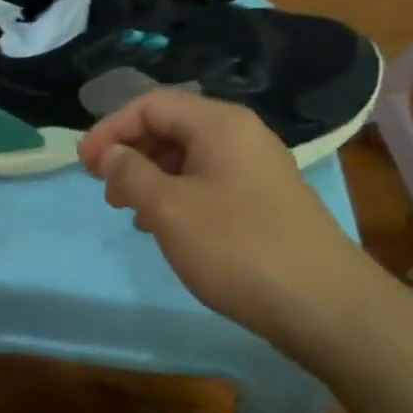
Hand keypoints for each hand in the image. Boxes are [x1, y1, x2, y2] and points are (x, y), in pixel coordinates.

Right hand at [78, 89, 393, 369]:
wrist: (328, 308)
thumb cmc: (239, 248)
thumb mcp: (170, 210)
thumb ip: (131, 174)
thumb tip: (110, 153)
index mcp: (219, 123)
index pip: (150, 104)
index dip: (110, 128)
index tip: (83, 165)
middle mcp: (241, 135)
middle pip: (170, 126)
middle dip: (130, 152)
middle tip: (105, 190)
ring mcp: (257, 167)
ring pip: (188, 156)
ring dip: (151, 176)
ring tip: (131, 212)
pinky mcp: (265, 200)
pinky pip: (208, 181)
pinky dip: (177, 194)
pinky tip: (167, 228)